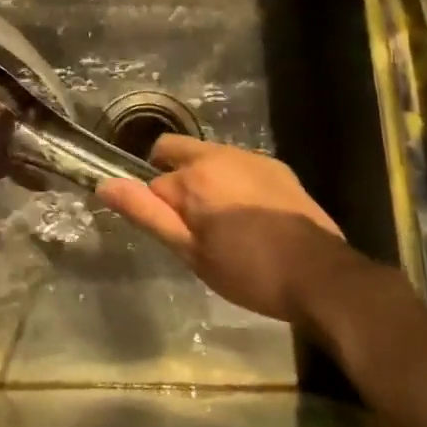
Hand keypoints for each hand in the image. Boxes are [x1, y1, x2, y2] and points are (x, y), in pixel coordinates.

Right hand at [98, 136, 350, 324]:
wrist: (321, 276)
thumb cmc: (248, 271)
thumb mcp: (190, 251)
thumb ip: (146, 213)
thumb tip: (104, 184)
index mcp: (193, 175)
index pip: (153, 182)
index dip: (157, 209)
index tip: (174, 235)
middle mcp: (219, 153)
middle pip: (175, 150)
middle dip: (172, 176)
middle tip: (190, 221)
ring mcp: (251, 157)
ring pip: (208, 156)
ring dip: (204, 178)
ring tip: (223, 223)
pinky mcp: (276, 166)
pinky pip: (238, 164)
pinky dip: (232, 181)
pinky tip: (250, 216)